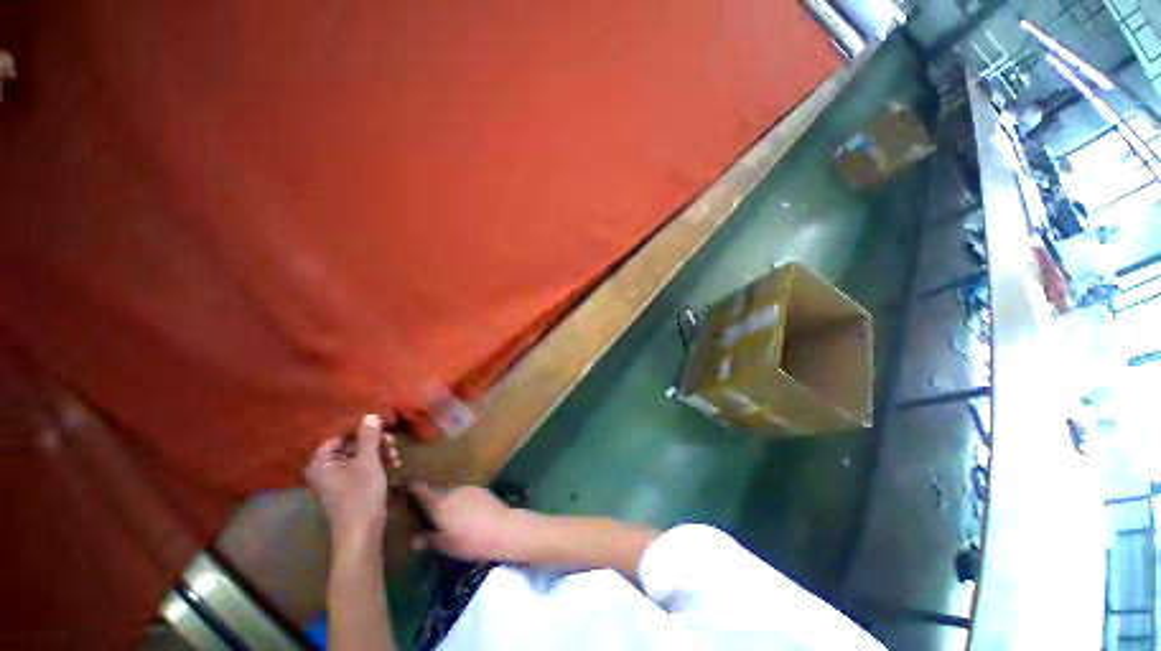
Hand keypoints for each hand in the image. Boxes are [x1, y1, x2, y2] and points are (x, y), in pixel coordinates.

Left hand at [305, 413, 400, 549]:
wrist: (362, 532)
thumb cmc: (361, 495)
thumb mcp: (368, 462)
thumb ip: (369, 437)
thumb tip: (371, 415)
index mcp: (322, 461)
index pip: (342, 435)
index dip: (363, 430)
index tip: (384, 428)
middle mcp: (325, 468)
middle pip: (352, 444)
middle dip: (375, 443)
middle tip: (393, 444)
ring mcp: (336, 478)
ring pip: (360, 455)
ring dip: (379, 453)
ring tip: (396, 457)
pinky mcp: (348, 485)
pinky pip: (362, 466)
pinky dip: (377, 463)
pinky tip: (393, 464)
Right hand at [408, 483, 531, 561]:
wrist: (503, 528)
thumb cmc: (470, 541)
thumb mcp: (445, 546)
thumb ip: (427, 540)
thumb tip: (412, 539)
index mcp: (439, 503)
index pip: (420, 489)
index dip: (409, 485)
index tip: (400, 482)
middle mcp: (452, 491)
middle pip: (436, 489)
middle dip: (427, 494)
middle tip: (420, 504)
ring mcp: (468, 488)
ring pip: (450, 491)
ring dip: (444, 497)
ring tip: (442, 512)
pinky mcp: (481, 490)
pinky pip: (463, 493)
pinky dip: (458, 499)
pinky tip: (462, 512)